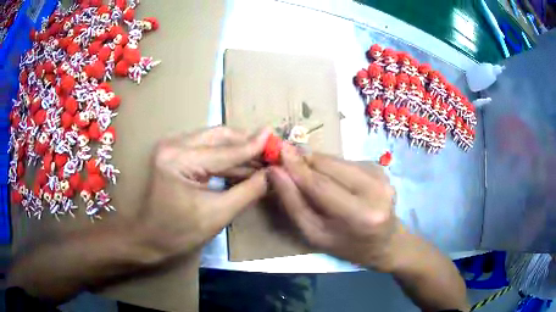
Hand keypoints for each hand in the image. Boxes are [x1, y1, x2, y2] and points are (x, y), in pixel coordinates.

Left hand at [138, 127, 270, 259]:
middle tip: (271, 150)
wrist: (149, 238)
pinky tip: (244, 165)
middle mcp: (173, 144)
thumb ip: (247, 191)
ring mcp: (172, 147)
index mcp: (178, 159)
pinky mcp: (175, 154)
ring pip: (214, 140)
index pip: (224, 151)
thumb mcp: (217, 214)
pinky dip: (226, 157)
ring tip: (262, 159)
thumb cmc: (179, 233)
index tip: (277, 140)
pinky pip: (206, 150)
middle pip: (219, 136)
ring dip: (238, 150)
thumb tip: (272, 174)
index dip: (253, 147)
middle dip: (246, 143)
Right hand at [267, 145, 399, 271]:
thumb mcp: (316, 234)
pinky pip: (346, 162)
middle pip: (330, 166)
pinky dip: (331, 167)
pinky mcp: (379, 168)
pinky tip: (330, 180)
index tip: (278, 151)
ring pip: (337, 160)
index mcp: (361, 215)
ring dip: (317, 164)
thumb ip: (294, 204)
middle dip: (304, 161)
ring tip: (307, 174)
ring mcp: (381, 175)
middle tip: (286, 160)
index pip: (321, 185)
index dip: (297, 167)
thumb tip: (277, 172)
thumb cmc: (348, 246)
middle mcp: (375, 189)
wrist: (386, 243)